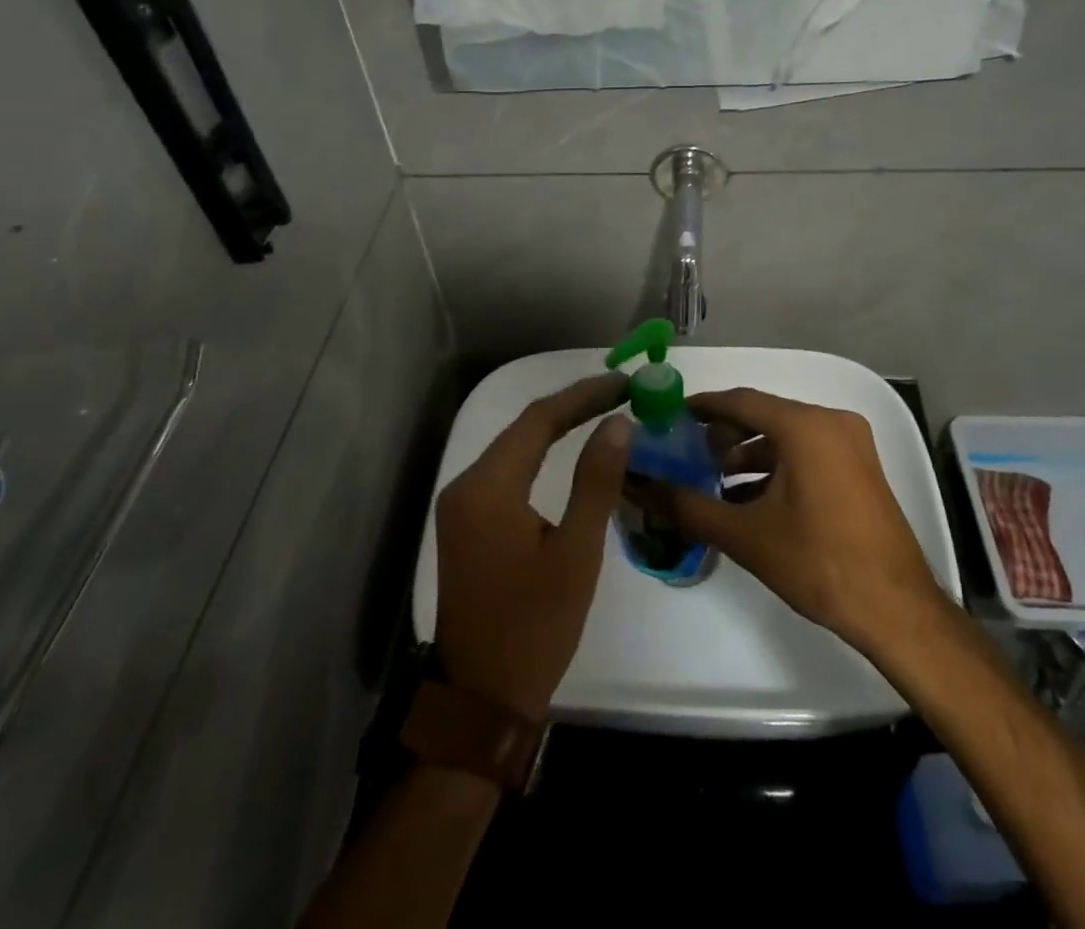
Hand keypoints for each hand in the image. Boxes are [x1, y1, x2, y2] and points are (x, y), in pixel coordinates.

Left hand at [432, 374, 629, 719]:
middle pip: (523, 429)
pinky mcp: (466, 523)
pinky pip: (507, 472)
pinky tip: (567, 452)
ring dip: (556, 428)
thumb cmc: (535, 627)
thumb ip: (596, 482)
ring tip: (602, 413)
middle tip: (620, 394)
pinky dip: (540, 455)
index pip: (538, 420)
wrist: (482, 700)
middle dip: (572, 407)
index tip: (624, 384)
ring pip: (514, 448)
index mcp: (487, 488)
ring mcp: (460, 506)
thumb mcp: (576, 553)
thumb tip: (618, 424)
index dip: (583, 396)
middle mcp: (465, 486)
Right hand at [652, 388, 949, 658]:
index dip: (703, 406)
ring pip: (787, 436)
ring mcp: (851, 444)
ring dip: (749, 455)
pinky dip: (777, 468)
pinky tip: (749, 499)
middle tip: (687, 452)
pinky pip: (808, 453)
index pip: (742, 401)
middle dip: (724, 434)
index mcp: (806, 426)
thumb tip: (641, 489)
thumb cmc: (819, 563)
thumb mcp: (746, 536)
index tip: (671, 415)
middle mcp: (832, 422)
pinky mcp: (859, 468)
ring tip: (713, 481)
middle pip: (765, 416)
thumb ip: (688, 507)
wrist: (895, 609)